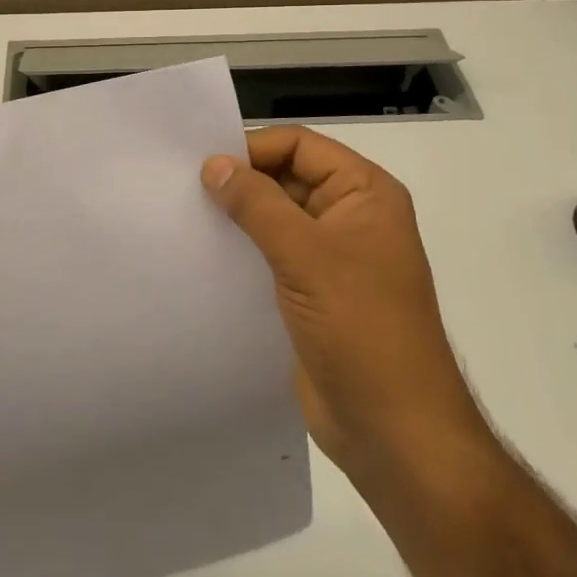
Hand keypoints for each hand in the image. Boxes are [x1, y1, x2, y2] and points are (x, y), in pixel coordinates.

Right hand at [202, 127, 486, 476]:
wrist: (394, 430)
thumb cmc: (360, 328)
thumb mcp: (305, 255)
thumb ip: (257, 203)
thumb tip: (212, 164)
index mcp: (364, 193)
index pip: (300, 146)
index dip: (253, 148)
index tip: (201, 164)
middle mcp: (349, 216)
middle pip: (286, 177)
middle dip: (240, 181)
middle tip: (182, 189)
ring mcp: (331, 257)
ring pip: (275, 217)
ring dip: (237, 217)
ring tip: (185, 218)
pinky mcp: (312, 293)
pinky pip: (271, 255)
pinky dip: (241, 251)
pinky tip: (203, 255)